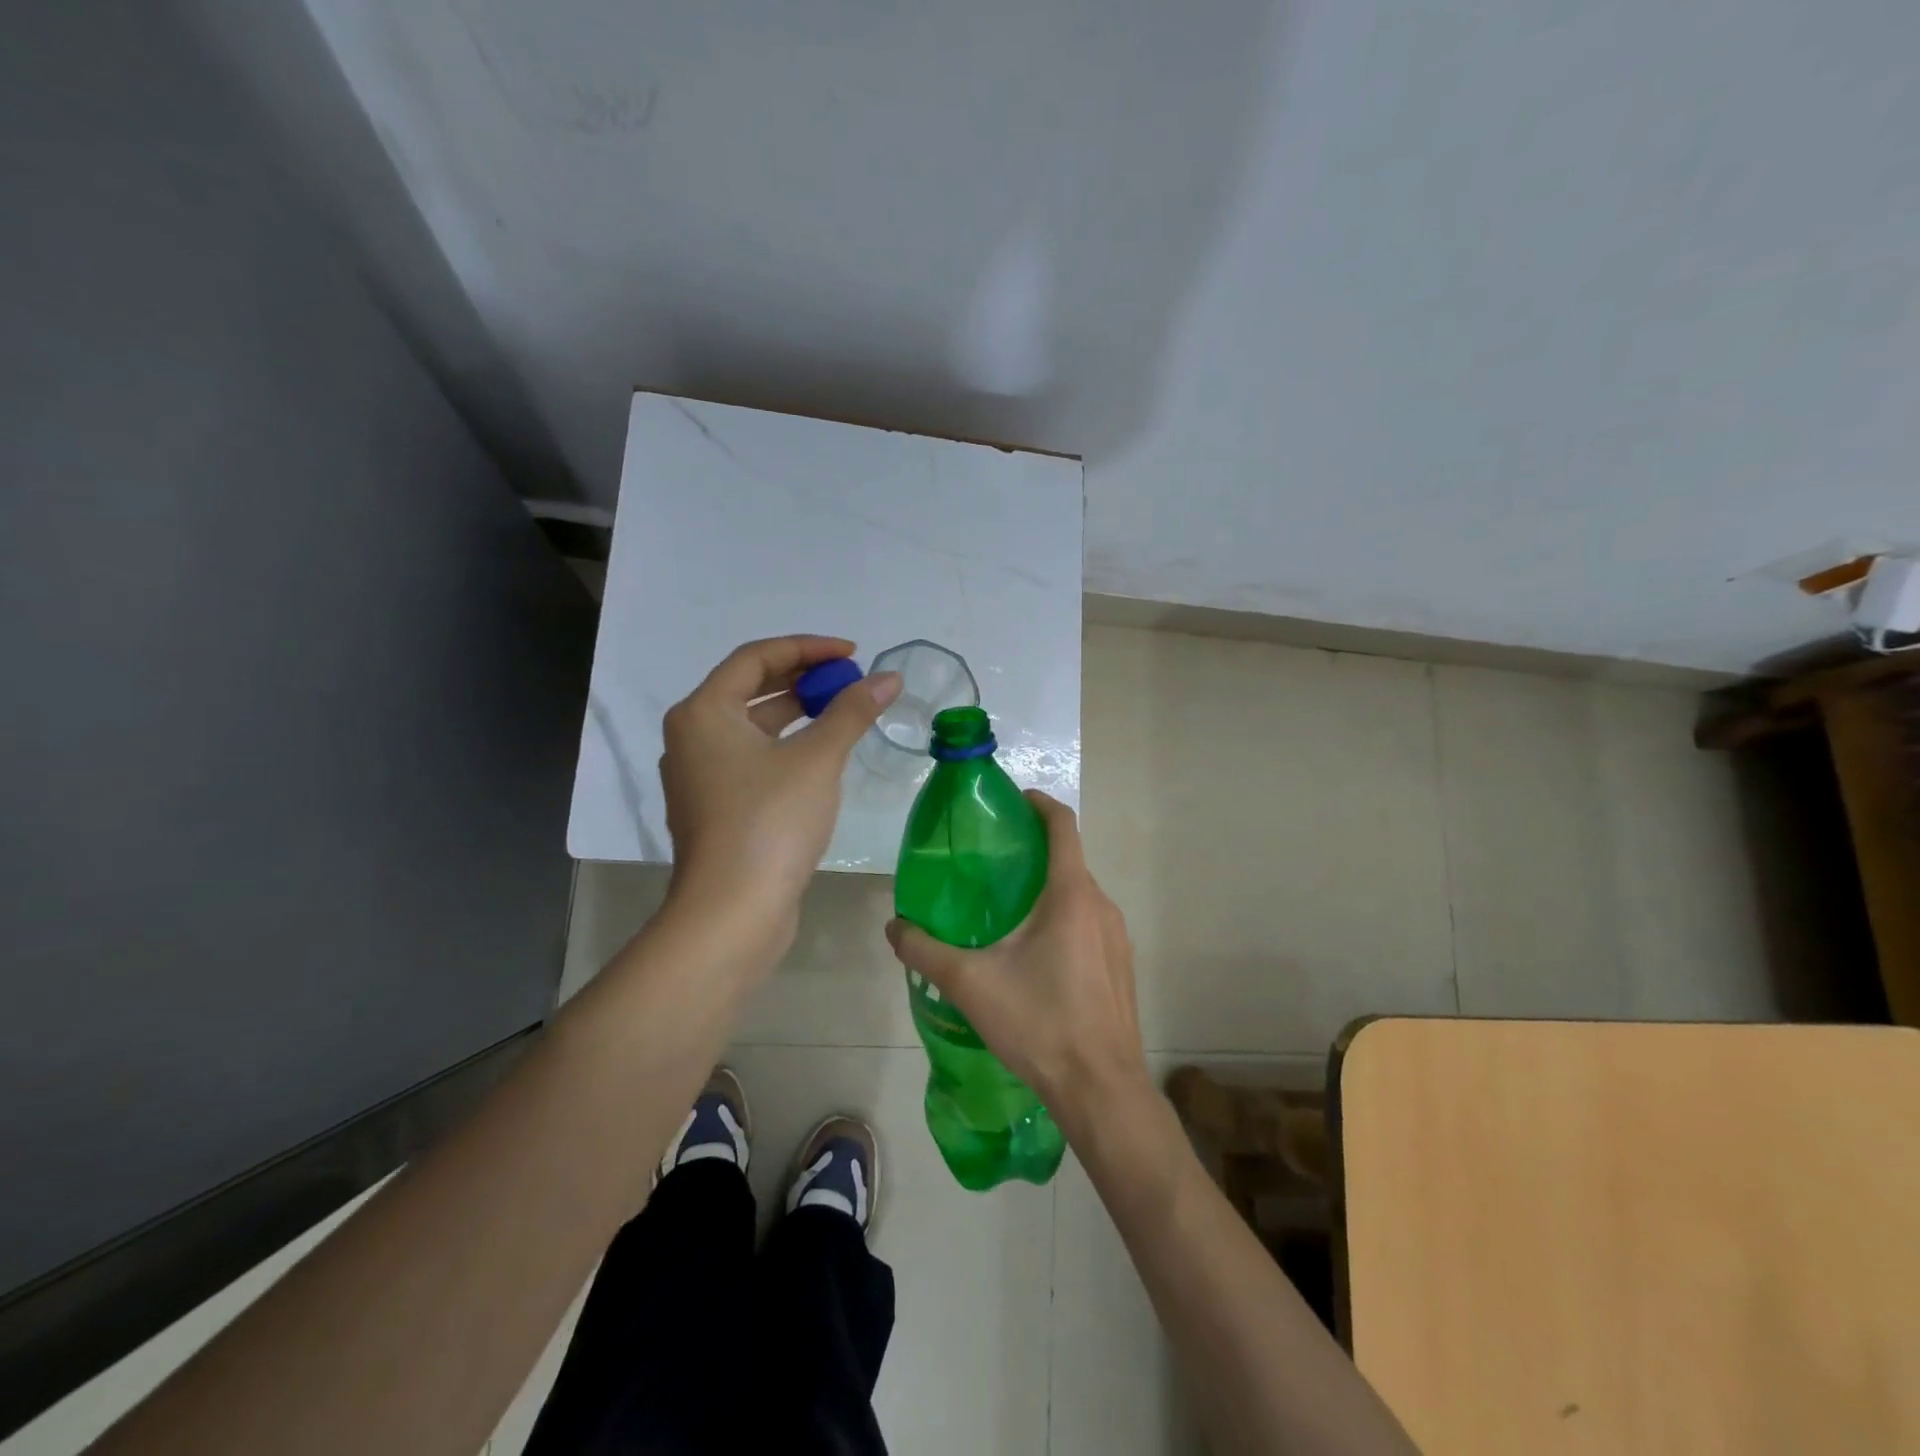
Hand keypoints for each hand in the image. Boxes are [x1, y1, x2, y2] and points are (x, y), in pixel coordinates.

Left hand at [660, 635, 900, 939]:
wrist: (732, 912)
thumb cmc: (770, 821)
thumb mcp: (818, 759)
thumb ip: (852, 712)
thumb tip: (889, 678)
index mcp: (703, 713)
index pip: (756, 657)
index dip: (807, 648)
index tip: (852, 654)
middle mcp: (692, 737)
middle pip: (751, 689)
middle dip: (804, 679)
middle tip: (850, 682)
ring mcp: (701, 776)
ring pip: (753, 727)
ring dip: (797, 714)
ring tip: (843, 712)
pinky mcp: (716, 808)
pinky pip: (752, 759)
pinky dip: (786, 747)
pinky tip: (821, 756)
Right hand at [884, 791, 1149, 1129]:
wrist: (1101, 1089)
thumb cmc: (1040, 1024)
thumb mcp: (971, 984)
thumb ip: (926, 951)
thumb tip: (894, 928)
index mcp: (1071, 895)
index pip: (1062, 825)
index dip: (1038, 803)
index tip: (1010, 800)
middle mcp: (1101, 905)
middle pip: (1068, 859)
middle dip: (1032, 851)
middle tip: (990, 863)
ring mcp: (1117, 936)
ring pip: (1079, 894)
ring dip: (1047, 888)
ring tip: (1005, 908)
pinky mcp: (1121, 964)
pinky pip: (1090, 922)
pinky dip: (1063, 917)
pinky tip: (1034, 954)